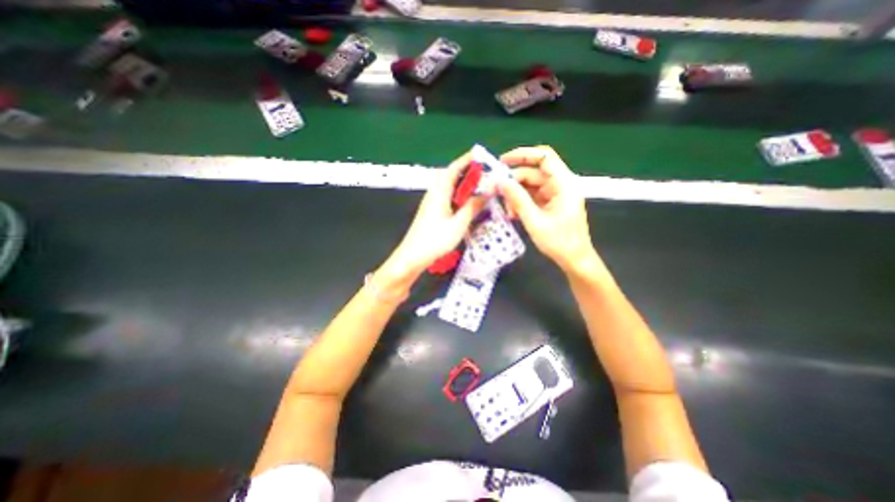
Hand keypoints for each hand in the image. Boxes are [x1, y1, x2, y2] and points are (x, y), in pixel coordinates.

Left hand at [381, 150, 485, 279]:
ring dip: (462, 183)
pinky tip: (466, 203)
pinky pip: (446, 196)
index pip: (453, 169)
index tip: (481, 155)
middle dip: (466, 170)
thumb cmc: (435, 240)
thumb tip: (488, 191)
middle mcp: (434, 194)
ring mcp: (431, 203)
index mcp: (439, 193)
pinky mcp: (431, 211)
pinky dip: (458, 194)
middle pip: (449, 175)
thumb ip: (473, 206)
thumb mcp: (458, 224)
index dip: (467, 160)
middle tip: (483, 173)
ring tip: (478, 186)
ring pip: (448, 186)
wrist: (412, 256)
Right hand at [497, 145, 591, 273]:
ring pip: (530, 184)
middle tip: (497, 192)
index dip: (523, 154)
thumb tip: (500, 181)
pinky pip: (532, 195)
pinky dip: (521, 201)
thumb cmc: (559, 242)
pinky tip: (513, 213)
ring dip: (516, 194)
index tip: (502, 161)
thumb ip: (518, 199)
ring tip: (507, 210)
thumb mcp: (535, 221)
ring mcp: (555, 193)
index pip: (544, 157)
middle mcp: (561, 184)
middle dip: (514, 181)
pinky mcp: (551, 202)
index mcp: (564, 184)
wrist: (574, 259)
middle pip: (533, 172)